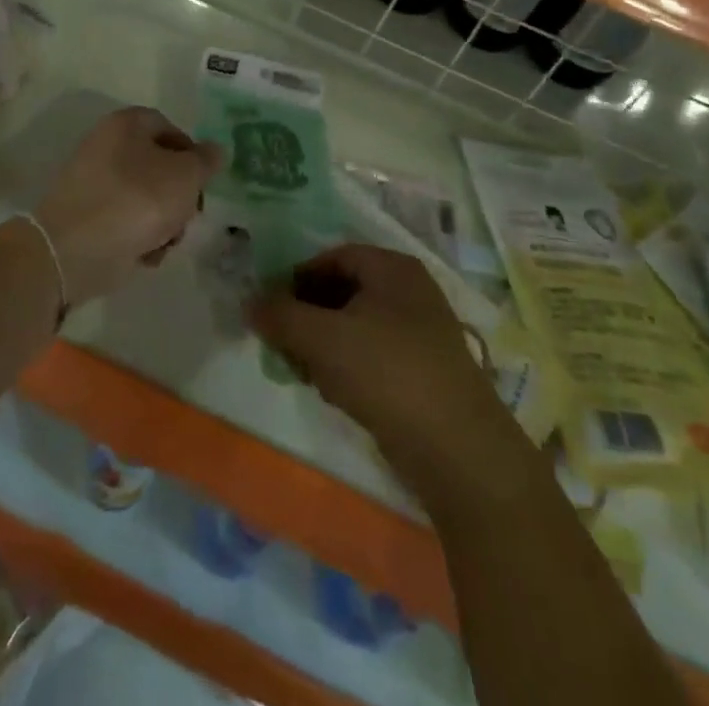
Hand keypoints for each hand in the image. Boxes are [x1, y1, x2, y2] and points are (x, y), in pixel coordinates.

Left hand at [33, 107, 221, 303]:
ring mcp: (93, 183)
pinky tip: (145, 254)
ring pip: (145, 197)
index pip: (169, 128)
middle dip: (179, 195)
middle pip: (158, 166)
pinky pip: (125, 221)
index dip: (192, 153)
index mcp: (126, 124)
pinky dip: (139, 236)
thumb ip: (206, 161)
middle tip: (189, 216)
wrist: (75, 249)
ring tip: (166, 241)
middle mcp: (106, 145)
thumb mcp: (185, 176)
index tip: (204, 181)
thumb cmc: (137, 200)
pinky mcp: (86, 217)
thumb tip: (214, 151)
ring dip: (164, 221)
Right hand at [252, 244, 504, 487]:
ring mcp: (421, 333)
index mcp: (392, 268)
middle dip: (308, 315)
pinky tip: (336, 394)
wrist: (458, 450)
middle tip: (283, 342)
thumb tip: (250, 303)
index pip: (333, 257)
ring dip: (325, 345)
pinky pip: (374, 356)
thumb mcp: (323, 338)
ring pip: (357, 327)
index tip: (272, 308)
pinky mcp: (425, 372)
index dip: (298, 277)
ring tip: (305, 372)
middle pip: (344, 291)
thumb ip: (281, 316)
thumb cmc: (387, 373)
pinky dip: (349, 368)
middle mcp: (410, 292)